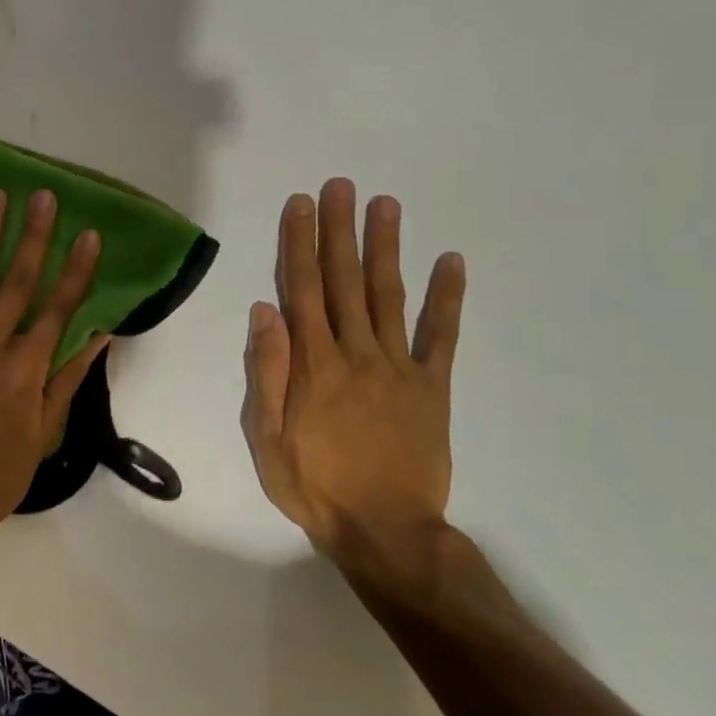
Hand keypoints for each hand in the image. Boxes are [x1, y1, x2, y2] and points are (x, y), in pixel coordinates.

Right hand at [242, 179, 466, 584]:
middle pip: (344, 280)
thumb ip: (266, 372)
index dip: (300, 244)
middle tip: (341, 186)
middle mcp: (355, 352)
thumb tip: (264, 311)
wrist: (385, 530)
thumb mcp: (266, 437)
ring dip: (385, 247)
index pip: (302, 290)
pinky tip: (451, 261)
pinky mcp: (432, 386)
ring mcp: (398, 366)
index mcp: (313, 364)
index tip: (300, 206)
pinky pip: (440, 336)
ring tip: (386, 204)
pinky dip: (447, 298)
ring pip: (388, 295)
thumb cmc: (314, 485)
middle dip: (340, 230)